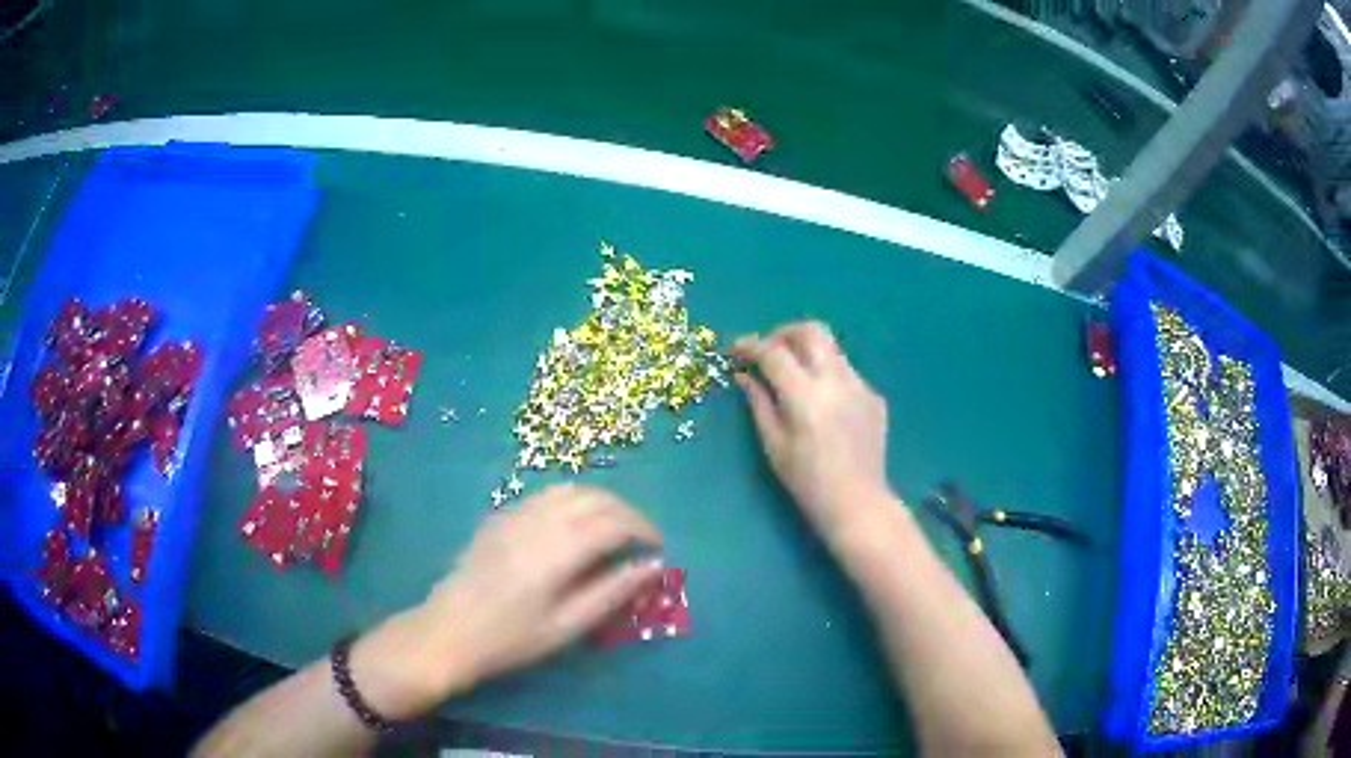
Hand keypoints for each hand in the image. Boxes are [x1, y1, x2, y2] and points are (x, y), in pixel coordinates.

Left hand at [388, 486, 662, 707]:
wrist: (448, 631)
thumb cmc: (510, 639)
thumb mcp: (567, 626)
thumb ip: (612, 593)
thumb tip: (652, 568)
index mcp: (557, 550)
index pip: (614, 522)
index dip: (644, 530)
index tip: (658, 550)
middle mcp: (538, 521)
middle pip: (595, 498)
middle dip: (627, 513)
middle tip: (641, 539)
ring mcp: (514, 514)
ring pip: (569, 489)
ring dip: (600, 502)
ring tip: (614, 529)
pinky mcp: (499, 517)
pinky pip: (545, 495)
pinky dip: (572, 501)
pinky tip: (574, 526)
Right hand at [734, 322, 889, 540]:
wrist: (857, 502)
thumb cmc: (807, 481)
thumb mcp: (773, 444)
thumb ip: (758, 402)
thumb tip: (743, 375)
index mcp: (805, 395)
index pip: (774, 353)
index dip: (751, 346)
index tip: (736, 350)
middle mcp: (836, 380)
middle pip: (811, 331)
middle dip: (784, 333)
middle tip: (767, 351)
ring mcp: (860, 385)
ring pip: (831, 348)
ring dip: (807, 351)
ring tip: (792, 374)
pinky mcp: (873, 396)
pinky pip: (846, 371)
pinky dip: (826, 374)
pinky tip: (820, 402)